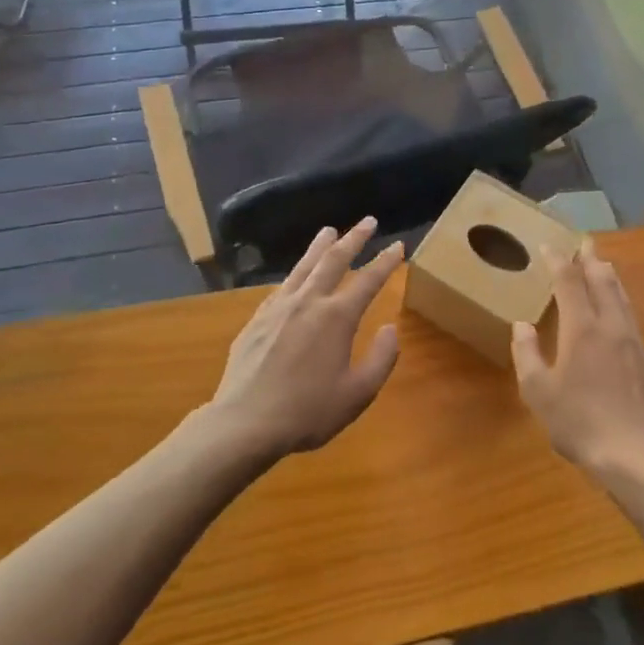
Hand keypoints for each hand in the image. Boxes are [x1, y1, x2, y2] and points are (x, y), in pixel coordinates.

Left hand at [207, 219, 403, 461]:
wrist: (245, 423)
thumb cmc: (307, 411)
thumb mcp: (357, 394)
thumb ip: (381, 359)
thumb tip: (390, 329)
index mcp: (337, 317)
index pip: (368, 280)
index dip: (386, 262)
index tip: (398, 246)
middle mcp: (309, 301)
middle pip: (334, 259)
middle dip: (354, 238)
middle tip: (368, 221)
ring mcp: (279, 307)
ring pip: (304, 265)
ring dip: (320, 245)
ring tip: (329, 230)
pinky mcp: (257, 318)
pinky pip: (282, 286)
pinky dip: (296, 273)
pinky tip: (296, 275)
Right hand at [511, 243, 643, 478]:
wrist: (634, 455)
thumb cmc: (579, 422)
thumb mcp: (538, 392)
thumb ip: (528, 354)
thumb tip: (522, 326)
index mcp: (581, 328)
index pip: (569, 282)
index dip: (558, 261)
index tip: (549, 246)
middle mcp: (610, 326)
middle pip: (602, 281)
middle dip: (590, 259)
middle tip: (584, 243)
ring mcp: (634, 343)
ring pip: (622, 298)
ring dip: (610, 277)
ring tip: (603, 265)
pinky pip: (632, 319)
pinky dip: (621, 303)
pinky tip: (619, 313)